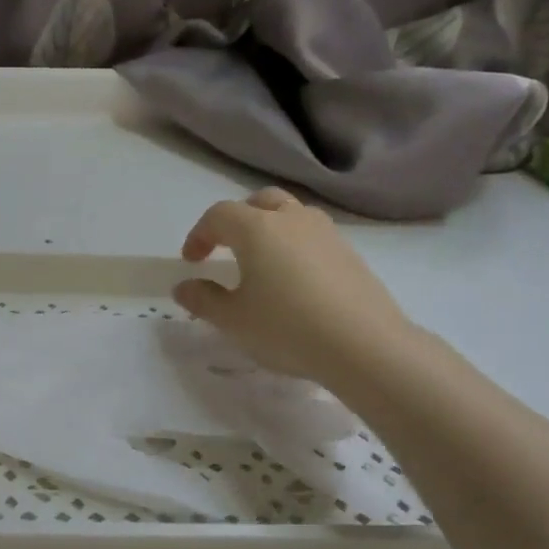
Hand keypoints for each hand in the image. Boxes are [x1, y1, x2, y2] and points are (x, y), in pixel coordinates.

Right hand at [172, 189, 413, 382]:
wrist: (364, 346)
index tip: (192, 262)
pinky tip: (294, 281)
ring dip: (269, 229)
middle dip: (237, 220)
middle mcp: (292, 220)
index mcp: (257, 229)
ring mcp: (326, 233)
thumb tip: (184, 287)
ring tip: (261, 263)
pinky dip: (294, 246)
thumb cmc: (286, 328)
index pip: (219, 216)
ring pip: (291, 215)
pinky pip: (313, 236)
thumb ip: (203, 299)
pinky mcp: (350, 253)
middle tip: (225, 248)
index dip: (199, 235)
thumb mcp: (233, 320)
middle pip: (260, 202)